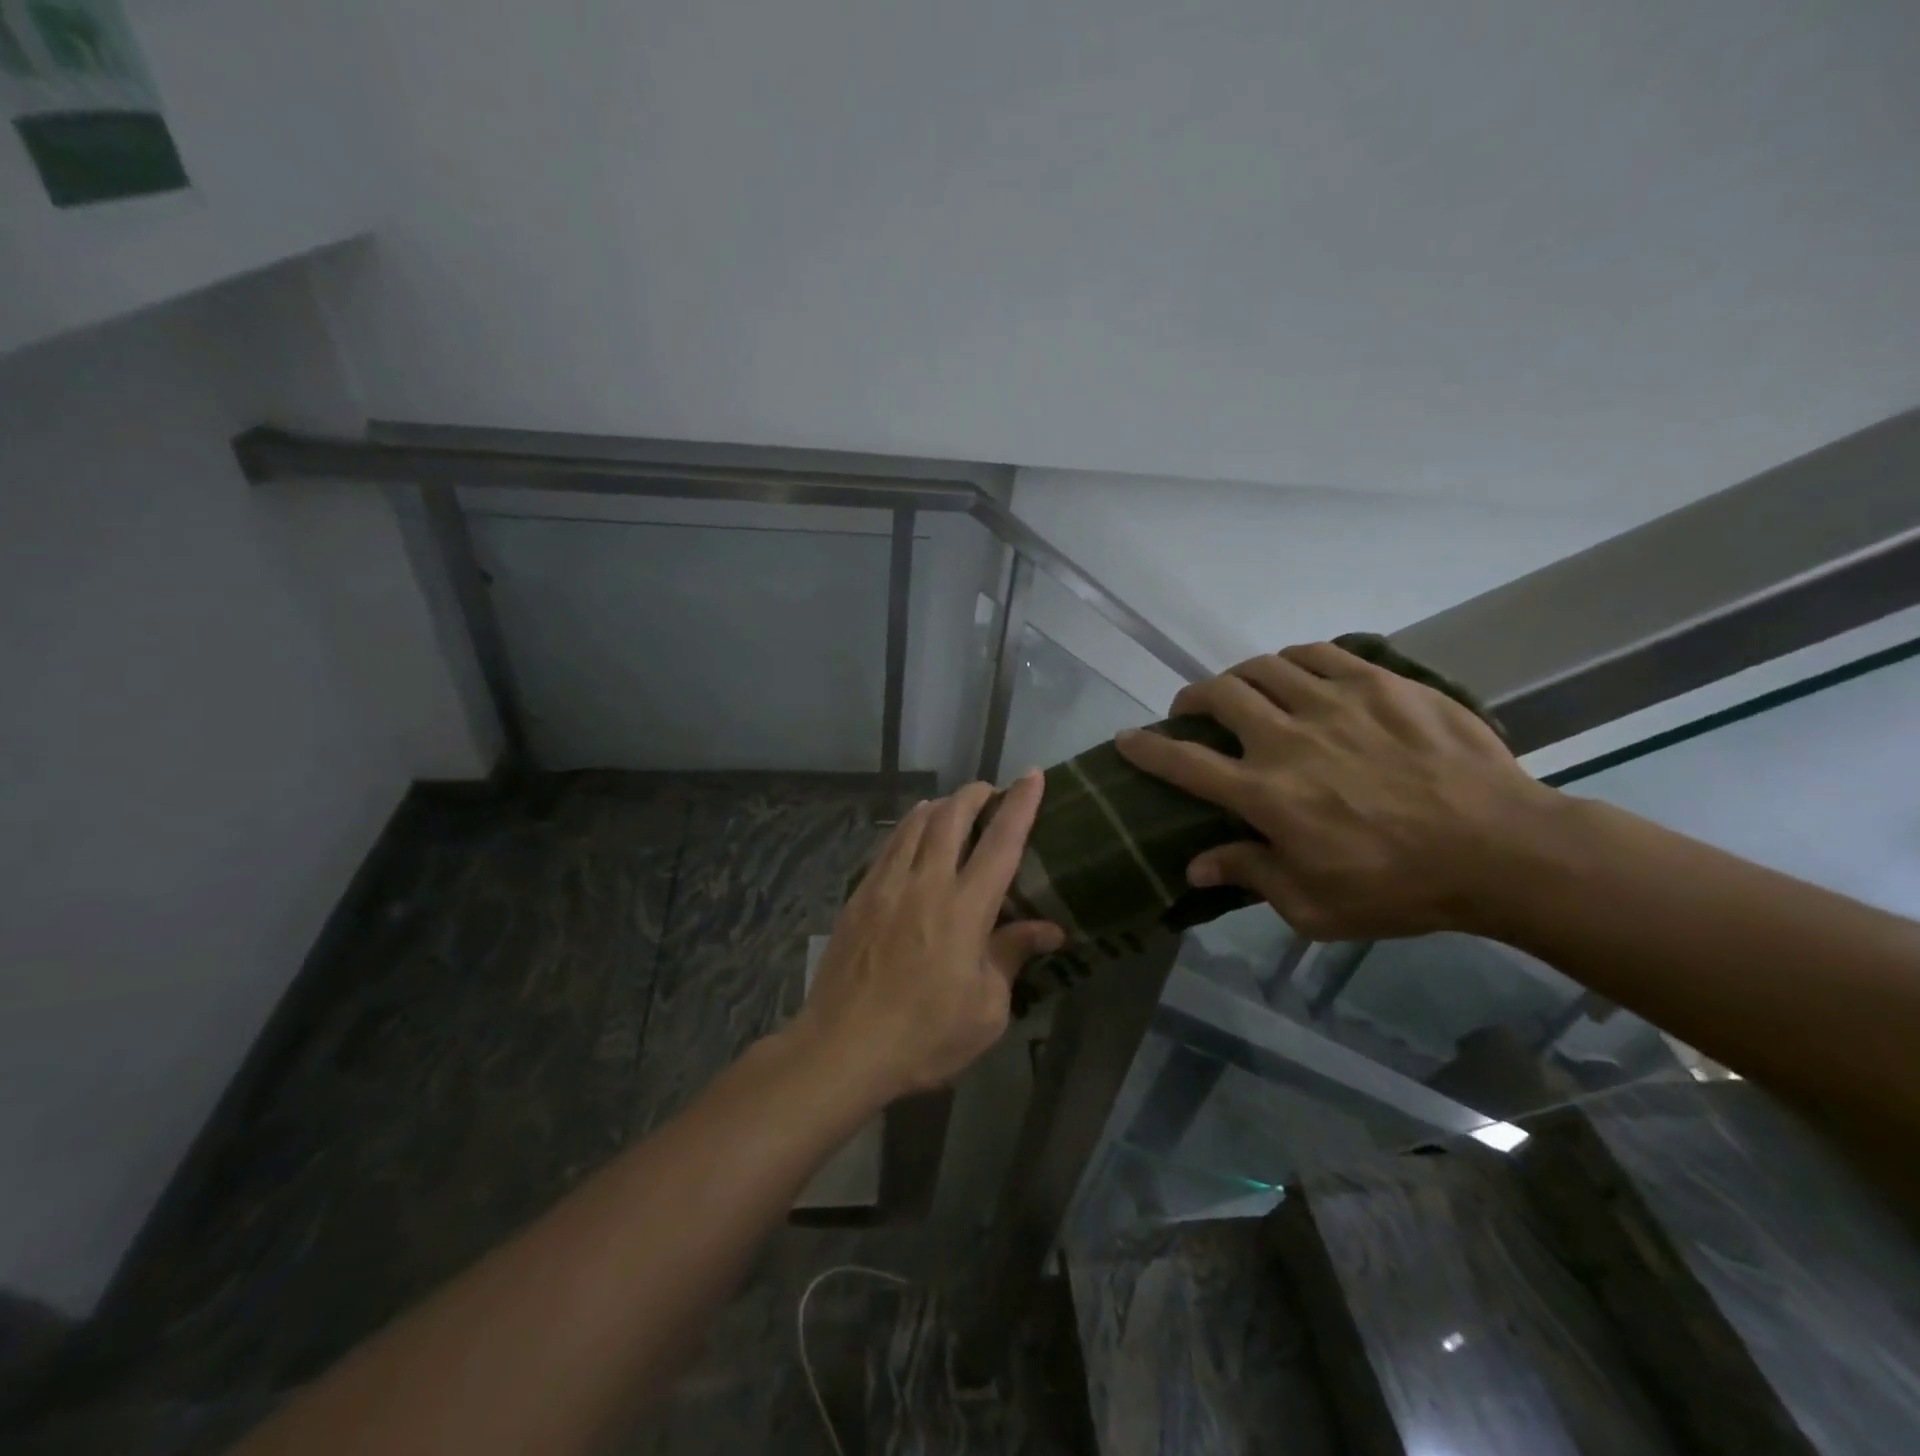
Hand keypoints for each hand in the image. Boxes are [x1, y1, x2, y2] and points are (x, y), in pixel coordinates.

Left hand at [794, 771, 1064, 1100]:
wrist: (843, 1047)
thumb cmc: (925, 1036)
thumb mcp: (986, 1009)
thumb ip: (1012, 956)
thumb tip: (1050, 928)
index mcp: (965, 908)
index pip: (1001, 842)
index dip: (1020, 805)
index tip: (1032, 775)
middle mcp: (925, 883)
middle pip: (950, 818)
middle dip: (973, 794)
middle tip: (988, 790)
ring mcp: (886, 886)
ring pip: (913, 825)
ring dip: (938, 806)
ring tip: (951, 804)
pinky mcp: (858, 898)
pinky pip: (887, 847)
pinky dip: (906, 829)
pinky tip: (909, 834)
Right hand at [1115, 642, 1556, 940]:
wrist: (1503, 850)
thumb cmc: (1400, 887)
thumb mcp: (1315, 905)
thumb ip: (1251, 876)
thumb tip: (1196, 865)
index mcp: (1265, 795)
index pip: (1183, 762)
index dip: (1146, 748)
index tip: (1126, 739)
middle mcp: (1286, 739)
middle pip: (1218, 696)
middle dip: (1191, 699)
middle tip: (1193, 711)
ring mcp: (1334, 703)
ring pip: (1263, 667)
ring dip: (1238, 677)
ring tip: (1243, 690)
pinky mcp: (1380, 683)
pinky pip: (1319, 654)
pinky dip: (1293, 660)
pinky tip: (1297, 673)